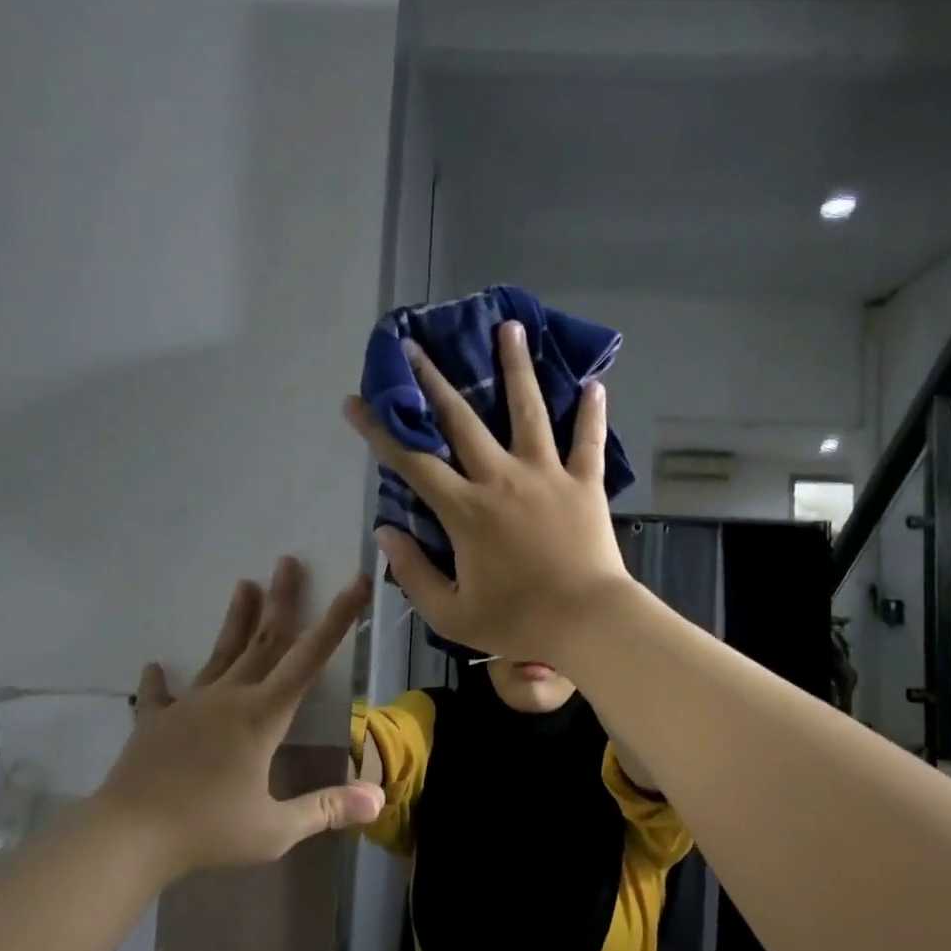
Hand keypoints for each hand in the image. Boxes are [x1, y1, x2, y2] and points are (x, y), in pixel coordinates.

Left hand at [98, 558, 383, 871]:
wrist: (126, 838)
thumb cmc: (207, 830)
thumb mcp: (275, 829)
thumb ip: (326, 809)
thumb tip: (378, 800)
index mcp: (263, 715)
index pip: (310, 657)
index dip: (338, 618)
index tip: (354, 582)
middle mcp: (229, 697)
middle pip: (264, 640)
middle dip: (281, 600)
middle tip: (287, 561)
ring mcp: (189, 706)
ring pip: (220, 654)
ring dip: (236, 619)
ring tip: (244, 584)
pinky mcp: (154, 722)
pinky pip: (160, 695)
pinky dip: (159, 681)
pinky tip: (155, 666)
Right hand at [343, 319, 632, 665]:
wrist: (588, 623)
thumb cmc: (518, 621)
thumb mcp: (451, 612)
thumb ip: (413, 572)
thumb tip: (385, 533)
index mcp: (466, 510)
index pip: (412, 461)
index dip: (380, 429)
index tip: (356, 400)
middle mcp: (502, 478)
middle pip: (462, 419)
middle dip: (432, 380)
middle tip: (414, 346)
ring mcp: (547, 475)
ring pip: (529, 411)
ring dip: (516, 368)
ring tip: (511, 327)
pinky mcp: (585, 482)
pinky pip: (588, 441)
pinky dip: (591, 413)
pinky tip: (594, 384)